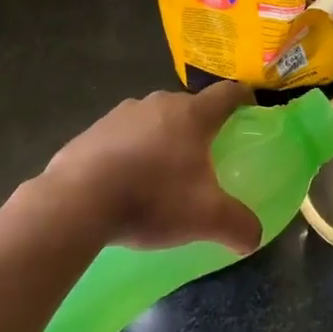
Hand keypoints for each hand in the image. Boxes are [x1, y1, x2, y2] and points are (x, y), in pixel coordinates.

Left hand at [39, 82, 263, 254]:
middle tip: (204, 156)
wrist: (79, 200)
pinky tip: (125, 181)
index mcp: (192, 115)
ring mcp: (121, 113)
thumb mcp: (206, 218)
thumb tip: (254, 237)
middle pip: (188, 107)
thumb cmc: (152, 197)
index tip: (250, 107)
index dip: (243, 98)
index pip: (227, 94)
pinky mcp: (93, 130)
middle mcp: (159, 103)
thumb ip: (238, 225)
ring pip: (153, 119)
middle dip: (199, 127)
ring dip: (162, 138)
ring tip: (161, 173)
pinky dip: (130, 151)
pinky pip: (122, 135)